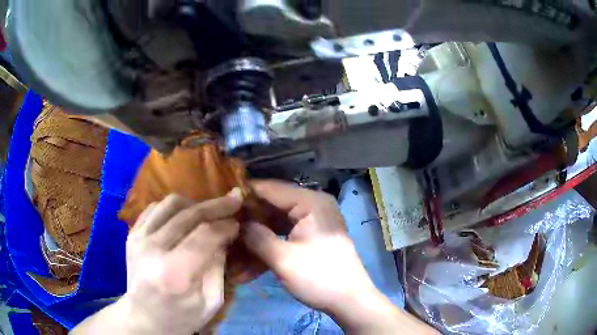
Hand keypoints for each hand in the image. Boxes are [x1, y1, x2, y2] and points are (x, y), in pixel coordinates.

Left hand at [73, 189, 242, 334]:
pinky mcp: (132, 234)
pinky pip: (155, 207)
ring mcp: (138, 238)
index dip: (225, 225)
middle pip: (188, 214)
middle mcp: (152, 249)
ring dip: (195, 203)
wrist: (144, 318)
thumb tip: (224, 235)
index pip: (205, 235)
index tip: (238, 222)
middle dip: (216, 205)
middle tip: (234, 200)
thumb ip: (218, 266)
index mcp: (175, 273)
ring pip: (171, 204)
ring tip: (208, 211)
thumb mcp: (211, 301)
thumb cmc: (181, 318)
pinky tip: (185, 216)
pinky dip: (174, 208)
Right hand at [242, 180, 436, 334]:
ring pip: (275, 226)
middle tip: (223, 231)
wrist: (350, 302)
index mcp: (310, 203)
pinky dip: (268, 251)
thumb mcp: (283, 259)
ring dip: (255, 242)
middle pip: (272, 208)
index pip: (271, 189)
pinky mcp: (310, 239)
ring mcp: (312, 224)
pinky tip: (248, 270)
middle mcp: (312, 207)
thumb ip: (257, 237)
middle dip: (247, 224)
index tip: (221, 203)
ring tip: (231, 255)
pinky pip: (284, 238)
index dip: (245, 196)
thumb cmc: (320, 278)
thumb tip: (237, 223)